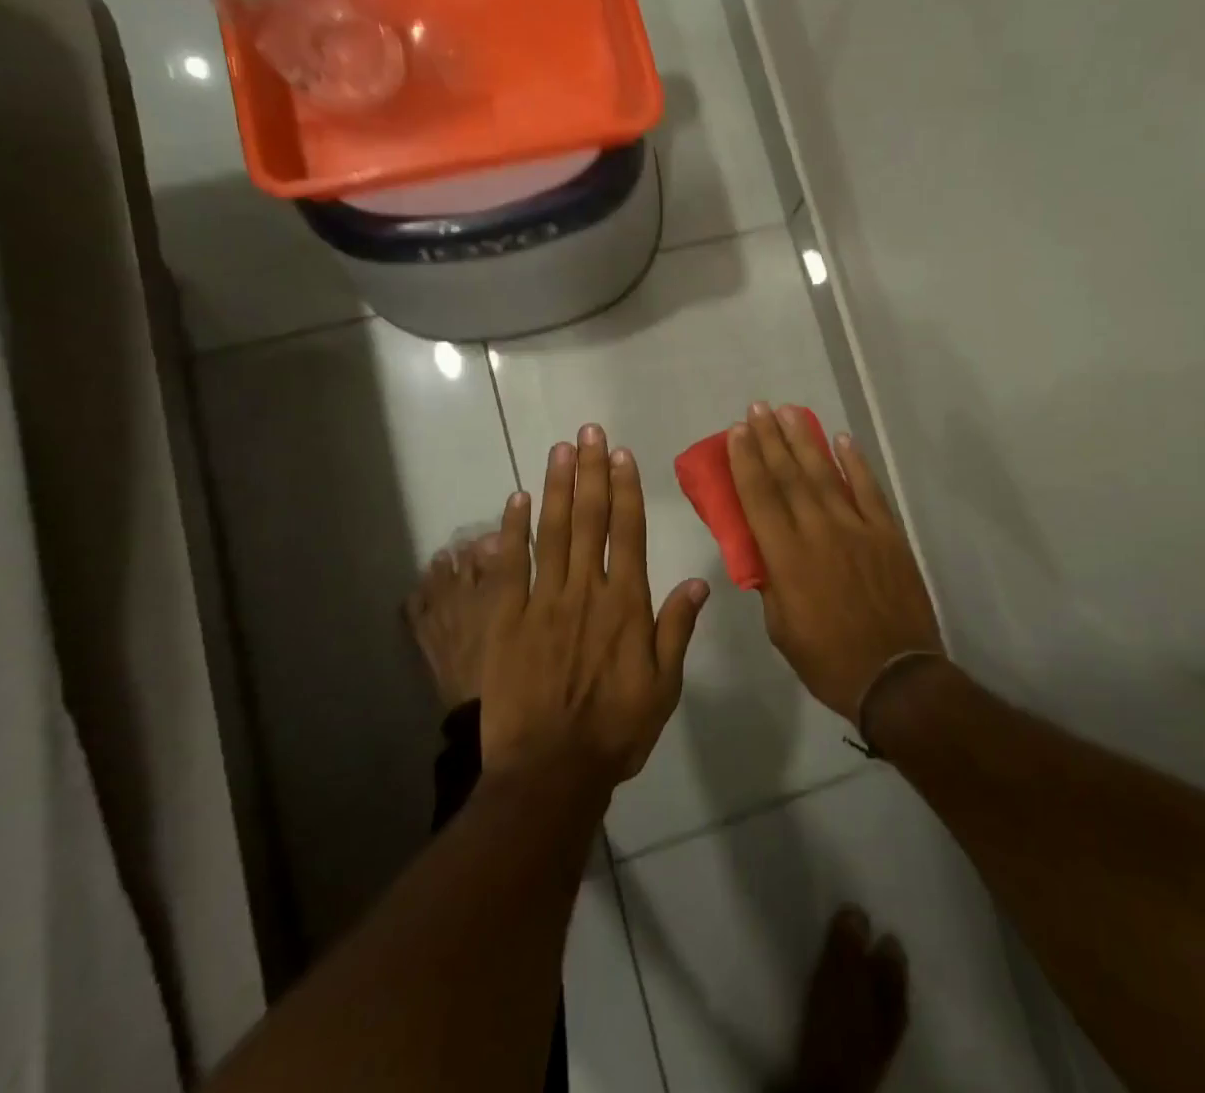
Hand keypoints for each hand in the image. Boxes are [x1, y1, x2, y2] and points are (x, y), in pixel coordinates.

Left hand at [480, 425, 709, 782]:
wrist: (550, 772)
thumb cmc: (615, 730)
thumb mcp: (664, 686)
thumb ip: (677, 630)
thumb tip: (697, 582)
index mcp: (626, 605)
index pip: (629, 533)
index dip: (626, 490)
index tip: (623, 455)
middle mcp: (587, 591)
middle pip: (590, 520)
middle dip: (592, 472)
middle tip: (590, 432)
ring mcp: (543, 602)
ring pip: (553, 532)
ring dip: (558, 487)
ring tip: (561, 449)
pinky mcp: (506, 620)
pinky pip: (511, 566)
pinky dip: (513, 530)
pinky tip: (517, 498)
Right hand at [728, 403, 943, 720]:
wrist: (895, 676)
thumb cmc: (828, 659)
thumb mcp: (781, 628)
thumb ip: (771, 582)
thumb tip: (764, 552)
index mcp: (786, 557)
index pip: (759, 497)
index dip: (746, 461)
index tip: (736, 432)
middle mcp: (818, 532)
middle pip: (789, 475)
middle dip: (770, 438)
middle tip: (757, 408)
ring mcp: (857, 528)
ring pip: (825, 473)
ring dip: (805, 440)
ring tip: (789, 411)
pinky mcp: (887, 533)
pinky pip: (868, 489)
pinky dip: (855, 462)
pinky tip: (842, 439)